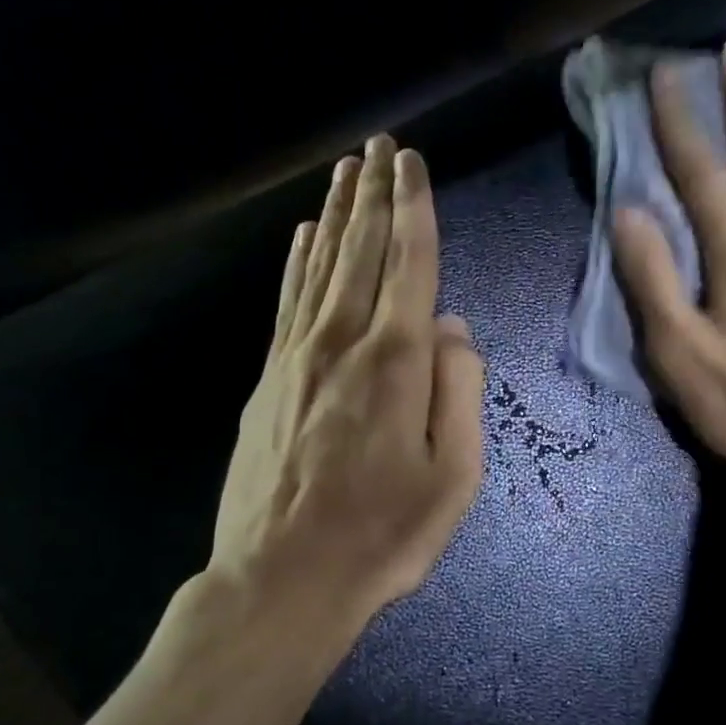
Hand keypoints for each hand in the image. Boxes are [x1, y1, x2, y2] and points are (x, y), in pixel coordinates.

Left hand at [209, 135, 484, 646]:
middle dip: (374, 193)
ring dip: (336, 215)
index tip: (412, 163)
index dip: (413, 208)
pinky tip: (304, 237)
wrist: (281, 578)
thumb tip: (453, 329)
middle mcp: (340, 343)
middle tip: (379, 146)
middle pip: (361, 251)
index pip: (408, 264)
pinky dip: (298, 262)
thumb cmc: (382, 536)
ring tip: (345, 171)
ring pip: (320, 268)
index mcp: (393, 362)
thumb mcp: (453, 477)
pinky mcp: (266, 380)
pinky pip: (287, 303)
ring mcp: (295, 359)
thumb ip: (459, 393)